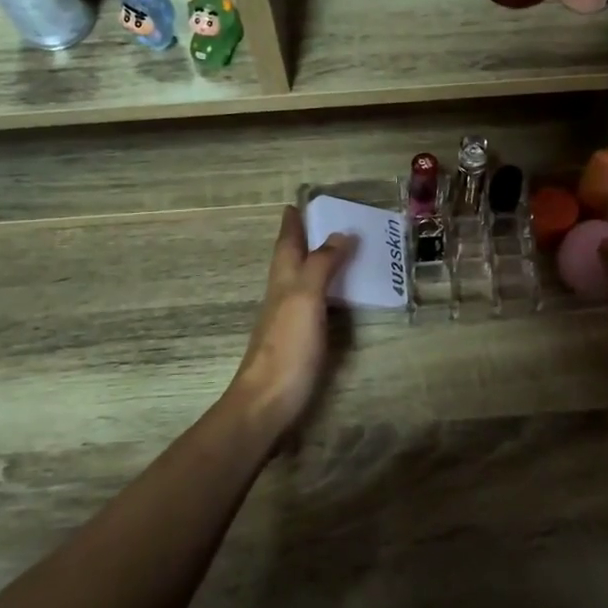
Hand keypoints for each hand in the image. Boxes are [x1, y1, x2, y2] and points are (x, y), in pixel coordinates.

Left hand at [225, 206, 356, 444]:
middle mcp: (282, 297)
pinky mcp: (298, 344)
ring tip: (339, 254)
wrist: (267, 403)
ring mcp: (288, 322)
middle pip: (291, 261)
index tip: (296, 203)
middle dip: (303, 240)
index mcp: (283, 282)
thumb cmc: (287, 348)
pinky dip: (325, 293)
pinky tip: (336, 300)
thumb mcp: (305, 299)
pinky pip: (314, 306)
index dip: (292, 223)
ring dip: (315, 265)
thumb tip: (339, 234)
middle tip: (326, 223)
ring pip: (300, 283)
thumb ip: (321, 266)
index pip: (286, 244)